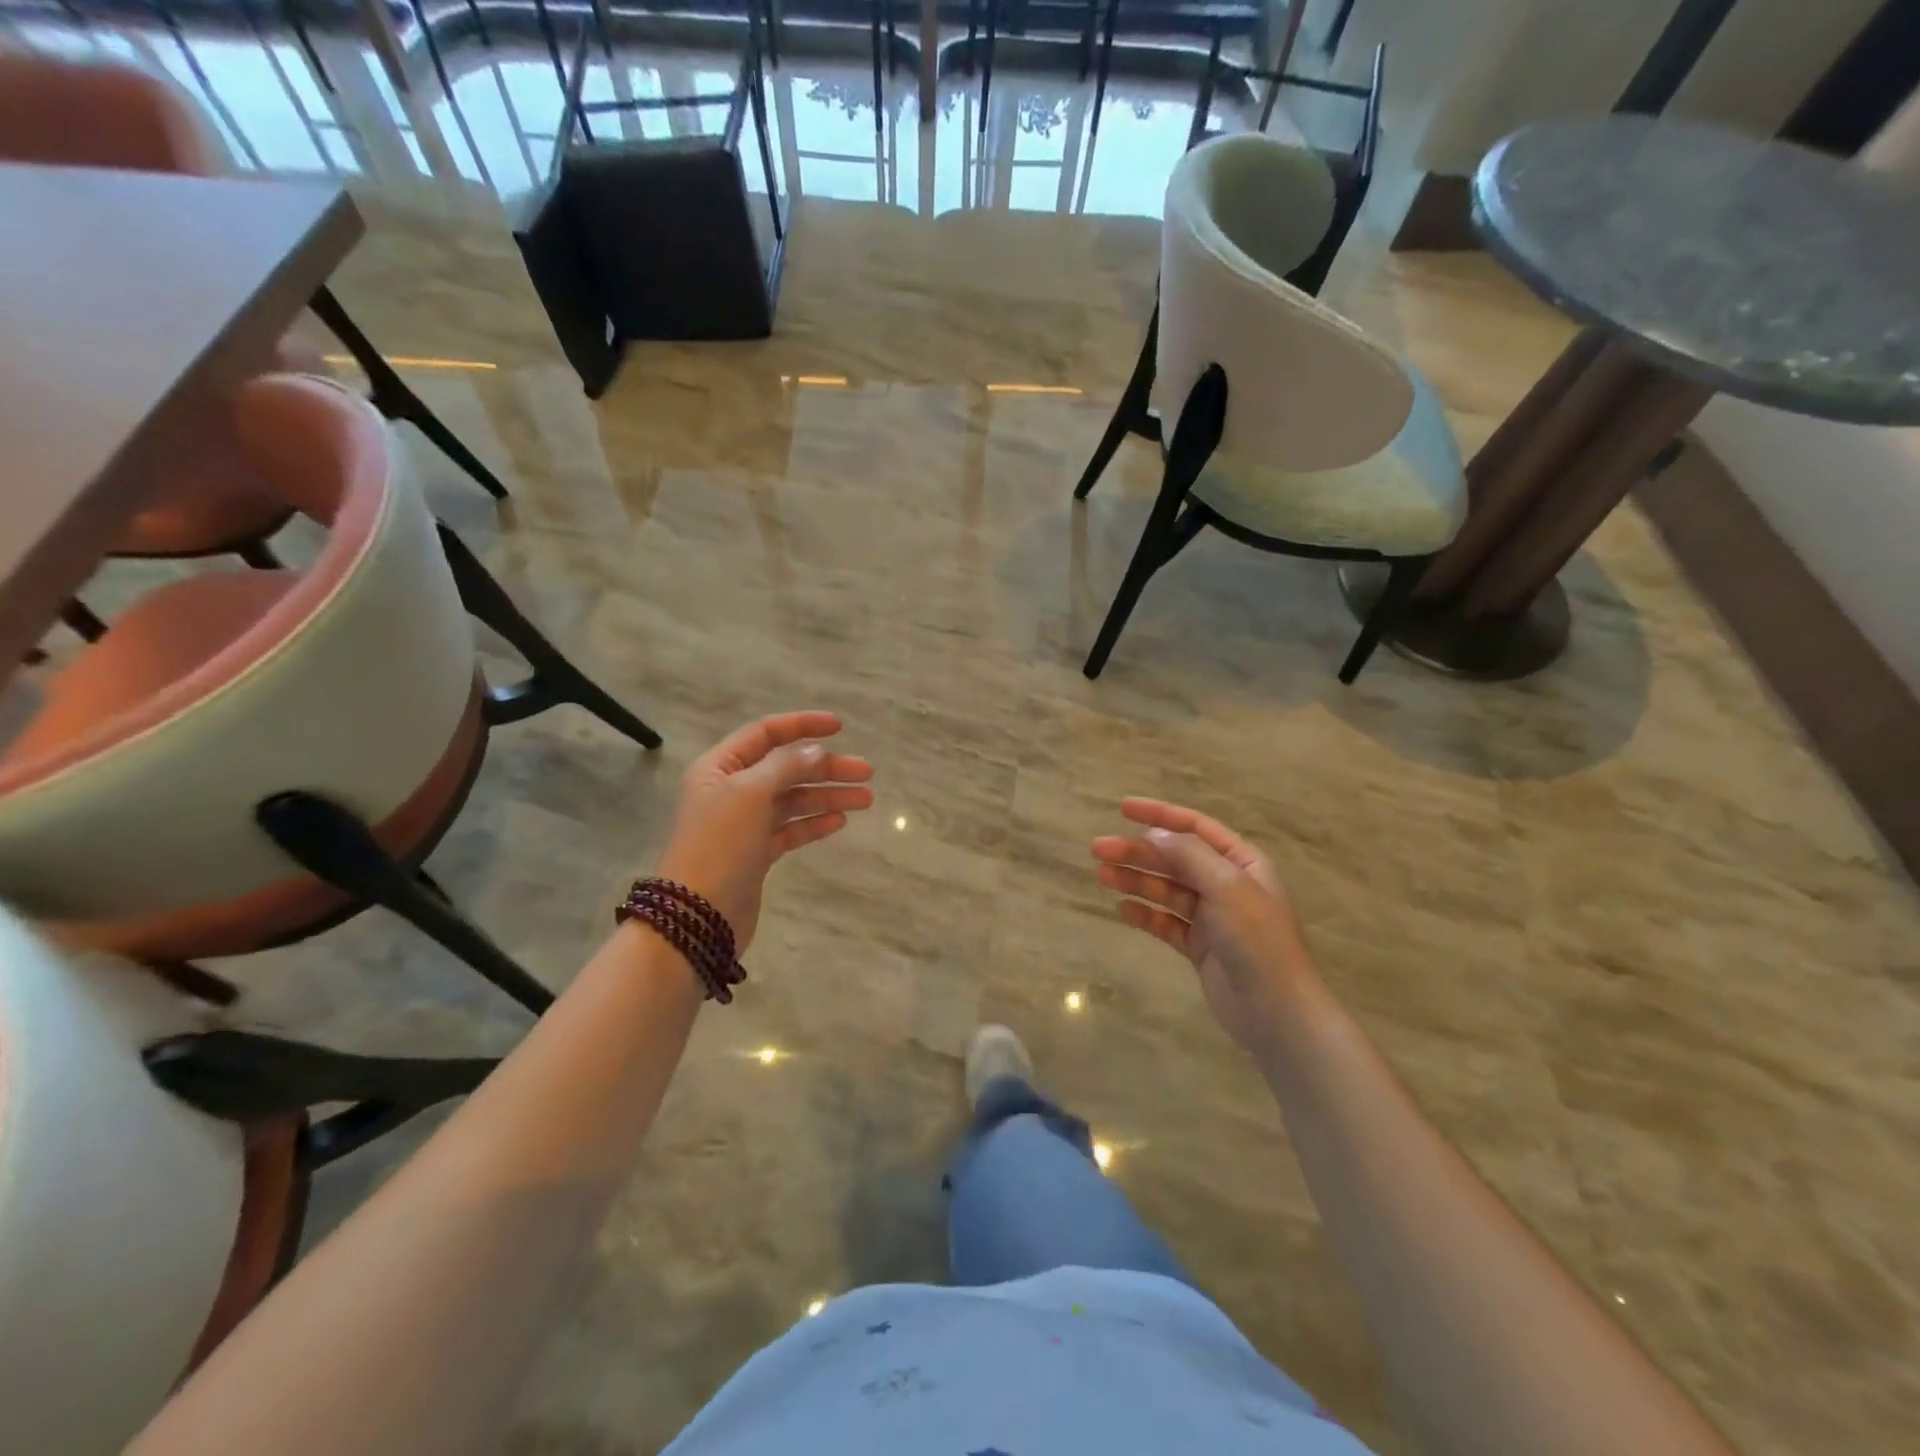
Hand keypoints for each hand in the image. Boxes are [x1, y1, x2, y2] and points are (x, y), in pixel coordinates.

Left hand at [655, 712, 872, 951]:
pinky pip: (790, 829)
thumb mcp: (750, 793)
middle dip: (826, 768)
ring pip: (793, 800)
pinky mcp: (756, 853)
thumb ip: (785, 765)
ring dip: (828, 796)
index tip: (840, 727)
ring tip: (866, 799)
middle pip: (786, 768)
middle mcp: (731, 790)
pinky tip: (839, 821)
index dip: (802, 725)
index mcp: (720, 767)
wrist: (697, 915)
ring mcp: (744, 824)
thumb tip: (815, 751)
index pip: (765, 734)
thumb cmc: (720, 844)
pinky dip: (814, 823)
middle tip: (866, 773)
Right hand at [1091, 799, 1322, 1051]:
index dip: (1159, 815)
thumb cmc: (1257, 939)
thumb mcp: (1226, 886)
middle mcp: (1226, 884)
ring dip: (1135, 880)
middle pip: (1174, 859)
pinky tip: (1122, 910)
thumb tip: (1153, 834)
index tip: (1123, 808)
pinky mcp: (1199, 947)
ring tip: (1102, 876)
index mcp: (1241, 862)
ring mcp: (1212, 917)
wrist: (1276, 1011)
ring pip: (1166, 890)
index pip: (1195, 827)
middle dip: (1137, 852)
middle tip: (1098, 850)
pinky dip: (1144, 915)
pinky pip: (1166, 923)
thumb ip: (1188, 856)